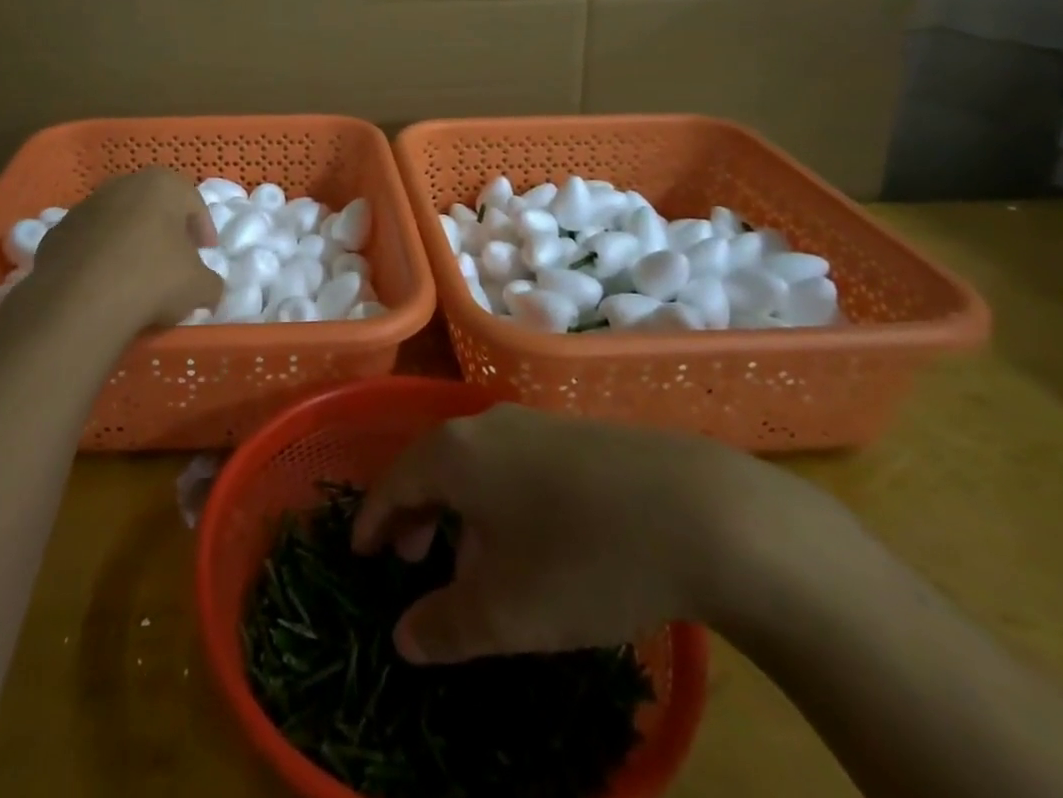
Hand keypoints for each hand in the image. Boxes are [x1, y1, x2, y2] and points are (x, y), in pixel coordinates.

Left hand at [26, 168, 222, 337]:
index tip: (206, 254)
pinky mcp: (56, 233)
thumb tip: (207, 288)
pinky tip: (103, 285)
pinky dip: (99, 258)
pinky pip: (88, 242)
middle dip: (165, 231)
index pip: (193, 203)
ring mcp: (84, 207)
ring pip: (118, 222)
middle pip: (153, 206)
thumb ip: (211, 281)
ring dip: (129, 242)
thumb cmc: (153, 280)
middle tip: (174, 261)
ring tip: (136, 277)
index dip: (203, 230)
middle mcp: (123, 185)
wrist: (80, 302)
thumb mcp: (200, 287)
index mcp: (163, 185)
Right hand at [352, 403, 812, 663]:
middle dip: (415, 515)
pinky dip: (499, 501)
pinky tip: (529, 542)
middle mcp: (487, 425)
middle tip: (410, 560)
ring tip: (470, 562)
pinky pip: (514, 465)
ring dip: (460, 511)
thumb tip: (403, 638)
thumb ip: (444, 626)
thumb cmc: (582, 559)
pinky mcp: (578, 436)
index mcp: (455, 452)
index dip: (373, 521)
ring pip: (476, 466)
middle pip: (432, 465)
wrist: (702, 513)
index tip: (360, 555)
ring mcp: (536, 424)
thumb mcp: (507, 612)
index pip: (394, 480)